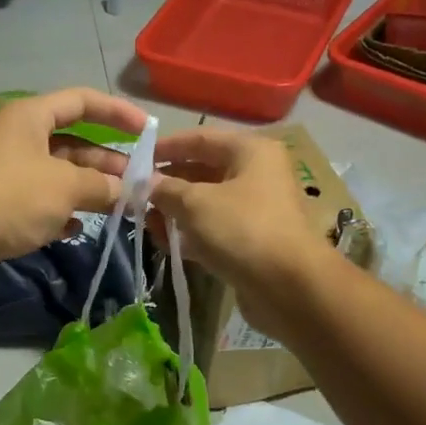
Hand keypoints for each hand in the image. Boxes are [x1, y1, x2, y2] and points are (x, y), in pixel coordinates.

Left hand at [0, 87, 147, 294]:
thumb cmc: (12, 196)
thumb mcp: (66, 186)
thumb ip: (101, 186)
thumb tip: (127, 191)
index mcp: (30, 117)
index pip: (81, 101)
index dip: (116, 112)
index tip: (146, 131)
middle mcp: (17, 139)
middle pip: (71, 143)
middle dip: (105, 162)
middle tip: (136, 183)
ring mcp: (5, 174)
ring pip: (56, 176)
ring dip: (86, 190)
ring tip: (117, 208)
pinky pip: (38, 203)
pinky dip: (60, 213)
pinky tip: (76, 229)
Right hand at [149, 127, 328, 332]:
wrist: (289, 286)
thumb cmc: (242, 230)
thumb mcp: (195, 204)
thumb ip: (166, 189)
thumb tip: (146, 183)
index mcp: (251, 151)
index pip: (201, 138)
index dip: (167, 147)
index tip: (137, 159)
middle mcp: (258, 174)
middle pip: (204, 170)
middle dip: (169, 183)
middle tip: (137, 195)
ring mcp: (257, 209)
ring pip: (208, 203)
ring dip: (177, 211)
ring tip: (147, 222)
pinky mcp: (252, 241)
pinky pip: (215, 229)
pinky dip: (192, 234)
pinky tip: (166, 243)